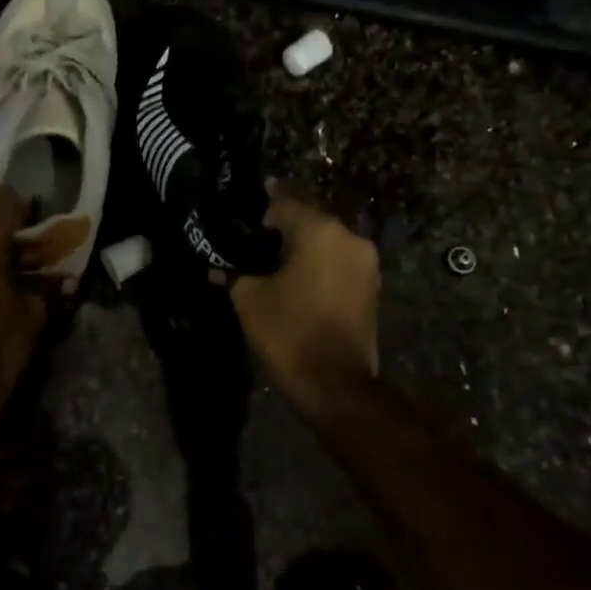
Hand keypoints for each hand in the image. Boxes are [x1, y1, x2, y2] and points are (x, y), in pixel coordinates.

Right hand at [229, 192, 379, 416]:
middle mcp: (350, 238)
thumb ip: (233, 273)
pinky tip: (296, 285)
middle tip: (250, 248)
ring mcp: (367, 264)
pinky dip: (318, 269)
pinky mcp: (372, 288)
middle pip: (307, 222)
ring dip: (301, 252)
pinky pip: (338, 265)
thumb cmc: (289, 332)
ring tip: (271, 269)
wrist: (335, 385)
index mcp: (320, 231)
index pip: (282, 204)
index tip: (237, 223)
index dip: (257, 213)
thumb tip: (218, 267)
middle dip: (279, 233)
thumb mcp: (248, 299)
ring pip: (325, 244)